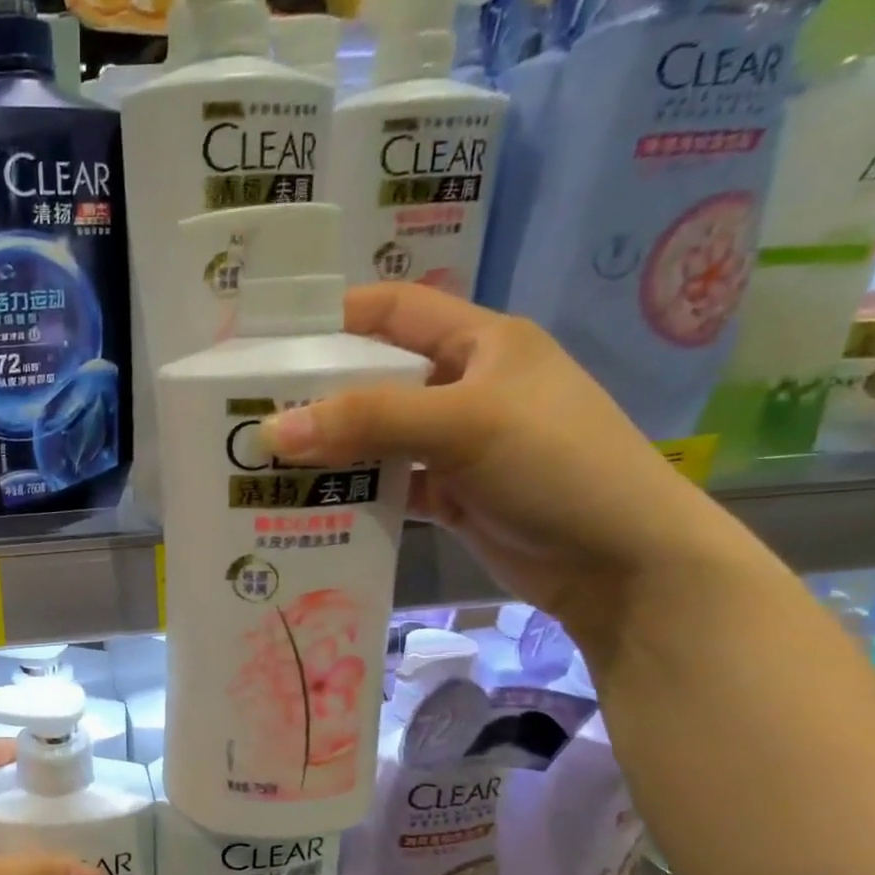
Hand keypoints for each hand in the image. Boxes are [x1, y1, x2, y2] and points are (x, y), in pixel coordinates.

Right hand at [259, 283, 752, 643]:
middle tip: (251, 413)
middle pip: (376, 377)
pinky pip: (388, 484)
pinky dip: (353, 491)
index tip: (271, 339)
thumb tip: (270, 429)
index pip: (396, 310)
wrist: (623, 564)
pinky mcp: (451, 494)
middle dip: (318, 393)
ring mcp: (457, 444)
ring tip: (266, 462)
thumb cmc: (557, 466)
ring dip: (330, 449)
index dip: (336, 316)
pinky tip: (310, 502)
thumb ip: (369, 421)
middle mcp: (465, 386)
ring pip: (377, 436)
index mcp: (481, 343)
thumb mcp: (464, 425)